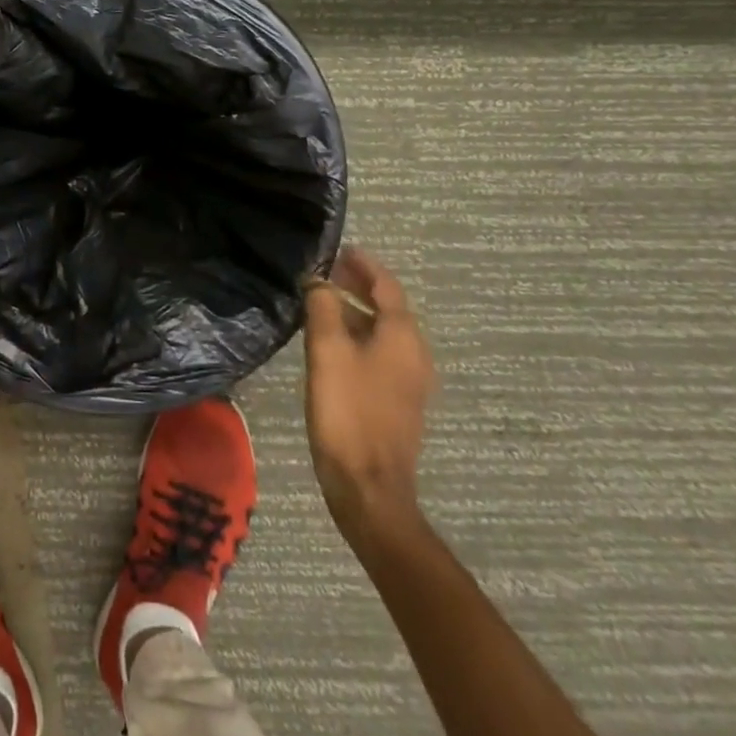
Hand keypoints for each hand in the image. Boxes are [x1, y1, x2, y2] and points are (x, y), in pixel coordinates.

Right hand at [303, 247, 435, 539]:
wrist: (368, 487)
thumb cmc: (348, 411)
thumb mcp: (327, 350)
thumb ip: (324, 307)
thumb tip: (320, 280)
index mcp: (403, 337)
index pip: (387, 285)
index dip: (364, 264)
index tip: (339, 249)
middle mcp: (414, 354)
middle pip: (388, 307)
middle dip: (358, 285)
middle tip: (325, 272)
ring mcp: (409, 380)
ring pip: (383, 332)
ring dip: (356, 311)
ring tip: (322, 302)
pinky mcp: (397, 401)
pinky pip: (380, 353)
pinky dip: (358, 336)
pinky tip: (330, 342)